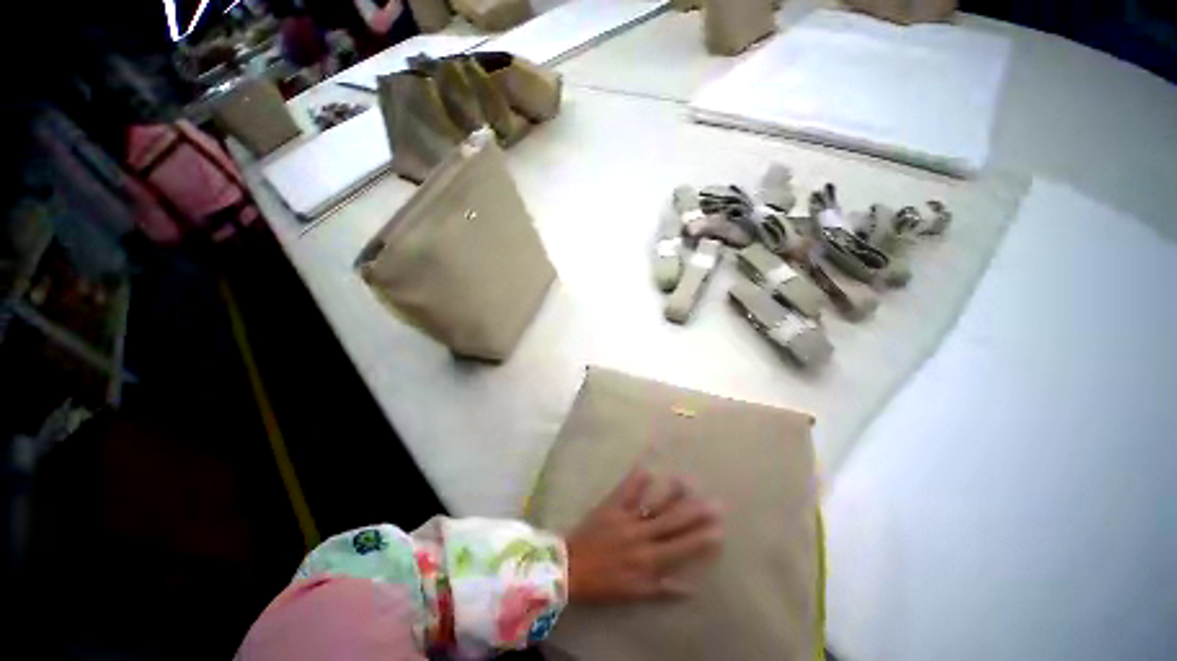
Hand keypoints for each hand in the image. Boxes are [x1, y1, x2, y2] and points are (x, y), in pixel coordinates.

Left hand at [564, 468, 722, 602]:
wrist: (569, 567)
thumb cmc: (603, 583)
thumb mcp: (633, 593)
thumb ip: (661, 589)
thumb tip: (690, 587)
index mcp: (647, 560)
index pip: (680, 548)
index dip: (701, 539)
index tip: (719, 529)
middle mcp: (640, 536)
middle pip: (672, 522)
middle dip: (695, 513)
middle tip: (714, 502)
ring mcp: (625, 518)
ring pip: (653, 504)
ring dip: (670, 493)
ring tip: (686, 480)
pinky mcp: (610, 506)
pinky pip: (625, 490)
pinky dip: (635, 479)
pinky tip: (645, 467)